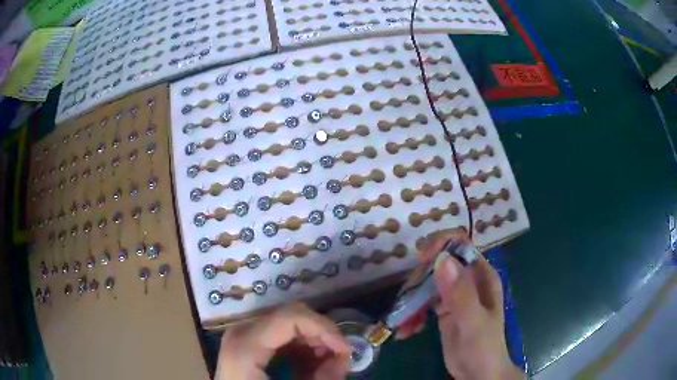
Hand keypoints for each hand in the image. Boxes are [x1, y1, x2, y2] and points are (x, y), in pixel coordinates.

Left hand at [216, 302, 351, 379]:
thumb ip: (322, 378)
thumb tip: (343, 359)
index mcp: (245, 345)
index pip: (291, 316)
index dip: (325, 328)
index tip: (345, 350)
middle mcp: (241, 332)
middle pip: (291, 317)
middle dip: (321, 336)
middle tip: (338, 360)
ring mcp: (242, 334)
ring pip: (288, 324)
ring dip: (313, 342)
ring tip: (325, 367)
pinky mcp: (246, 340)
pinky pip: (279, 334)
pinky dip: (300, 347)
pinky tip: (308, 366)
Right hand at [397, 229, 523, 379]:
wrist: (478, 373)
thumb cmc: (483, 347)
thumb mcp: (473, 321)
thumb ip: (461, 293)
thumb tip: (441, 259)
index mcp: (481, 276)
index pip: (460, 245)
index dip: (440, 245)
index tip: (421, 259)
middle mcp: (467, 280)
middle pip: (437, 264)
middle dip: (419, 280)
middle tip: (406, 302)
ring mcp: (454, 295)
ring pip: (427, 283)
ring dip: (411, 300)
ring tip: (404, 325)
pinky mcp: (443, 310)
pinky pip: (422, 302)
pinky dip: (412, 313)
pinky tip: (407, 330)